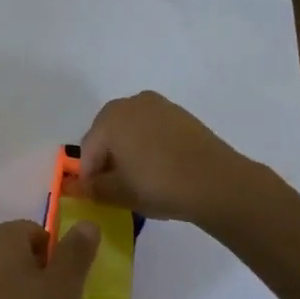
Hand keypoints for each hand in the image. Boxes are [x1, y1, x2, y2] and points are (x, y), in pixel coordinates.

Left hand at [0, 219, 99, 298]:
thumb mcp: (64, 286)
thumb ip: (76, 251)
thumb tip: (87, 223)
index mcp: (2, 235)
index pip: (38, 232)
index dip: (57, 258)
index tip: (65, 286)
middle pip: (18, 252)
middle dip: (38, 274)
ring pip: (2, 275)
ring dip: (20, 291)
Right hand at [78, 90, 262, 224]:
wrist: (217, 182)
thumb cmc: (159, 185)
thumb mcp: (119, 193)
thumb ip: (94, 188)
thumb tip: (82, 186)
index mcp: (110, 118)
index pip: (88, 149)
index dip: (89, 175)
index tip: (96, 195)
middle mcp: (131, 103)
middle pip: (108, 134)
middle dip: (108, 158)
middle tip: (115, 186)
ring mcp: (159, 105)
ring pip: (132, 130)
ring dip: (129, 151)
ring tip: (139, 178)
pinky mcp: (181, 115)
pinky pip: (154, 130)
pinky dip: (150, 146)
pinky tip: (159, 168)